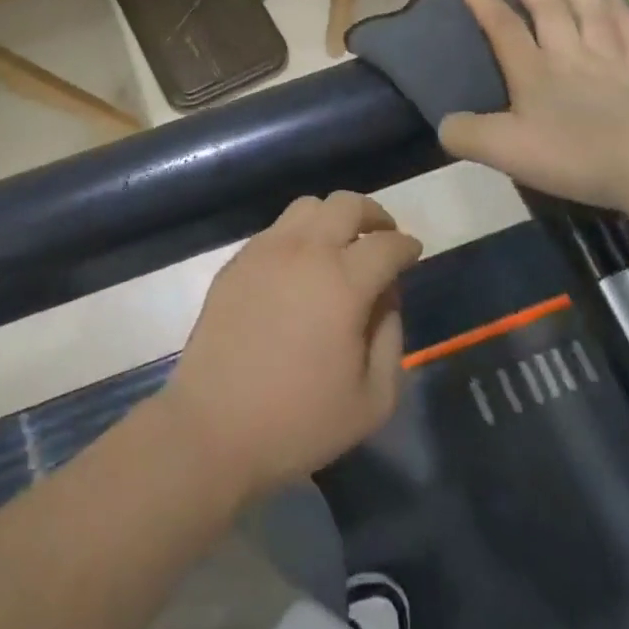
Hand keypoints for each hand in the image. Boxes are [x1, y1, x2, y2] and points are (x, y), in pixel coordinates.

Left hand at [160, 192, 422, 503]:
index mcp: (343, 282)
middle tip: (383, 237)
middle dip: (374, 215)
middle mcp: (304, 251)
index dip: (407, 246)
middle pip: (346, 204)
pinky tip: (301, 267)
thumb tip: (387, 296)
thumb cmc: (300, 421)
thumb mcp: (373, 398)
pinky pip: (276, 229)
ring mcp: (265, 251)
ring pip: (307, 207)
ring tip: (342, 247)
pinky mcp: (237, 261)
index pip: (387, 244)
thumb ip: (390, 337)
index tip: (413, 253)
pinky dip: (299, 235)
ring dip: (333, 217)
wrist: (214, 424)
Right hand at [438, 0, 628, 211]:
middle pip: (550, 10)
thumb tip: (444, 124)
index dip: (485, 4)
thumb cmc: (572, 155)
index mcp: (533, 72)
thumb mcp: (503, 151)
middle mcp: (570, 57)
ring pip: (590, 13)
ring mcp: (612, 63)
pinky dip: (622, 13)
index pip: (504, 29)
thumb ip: (466, 135)